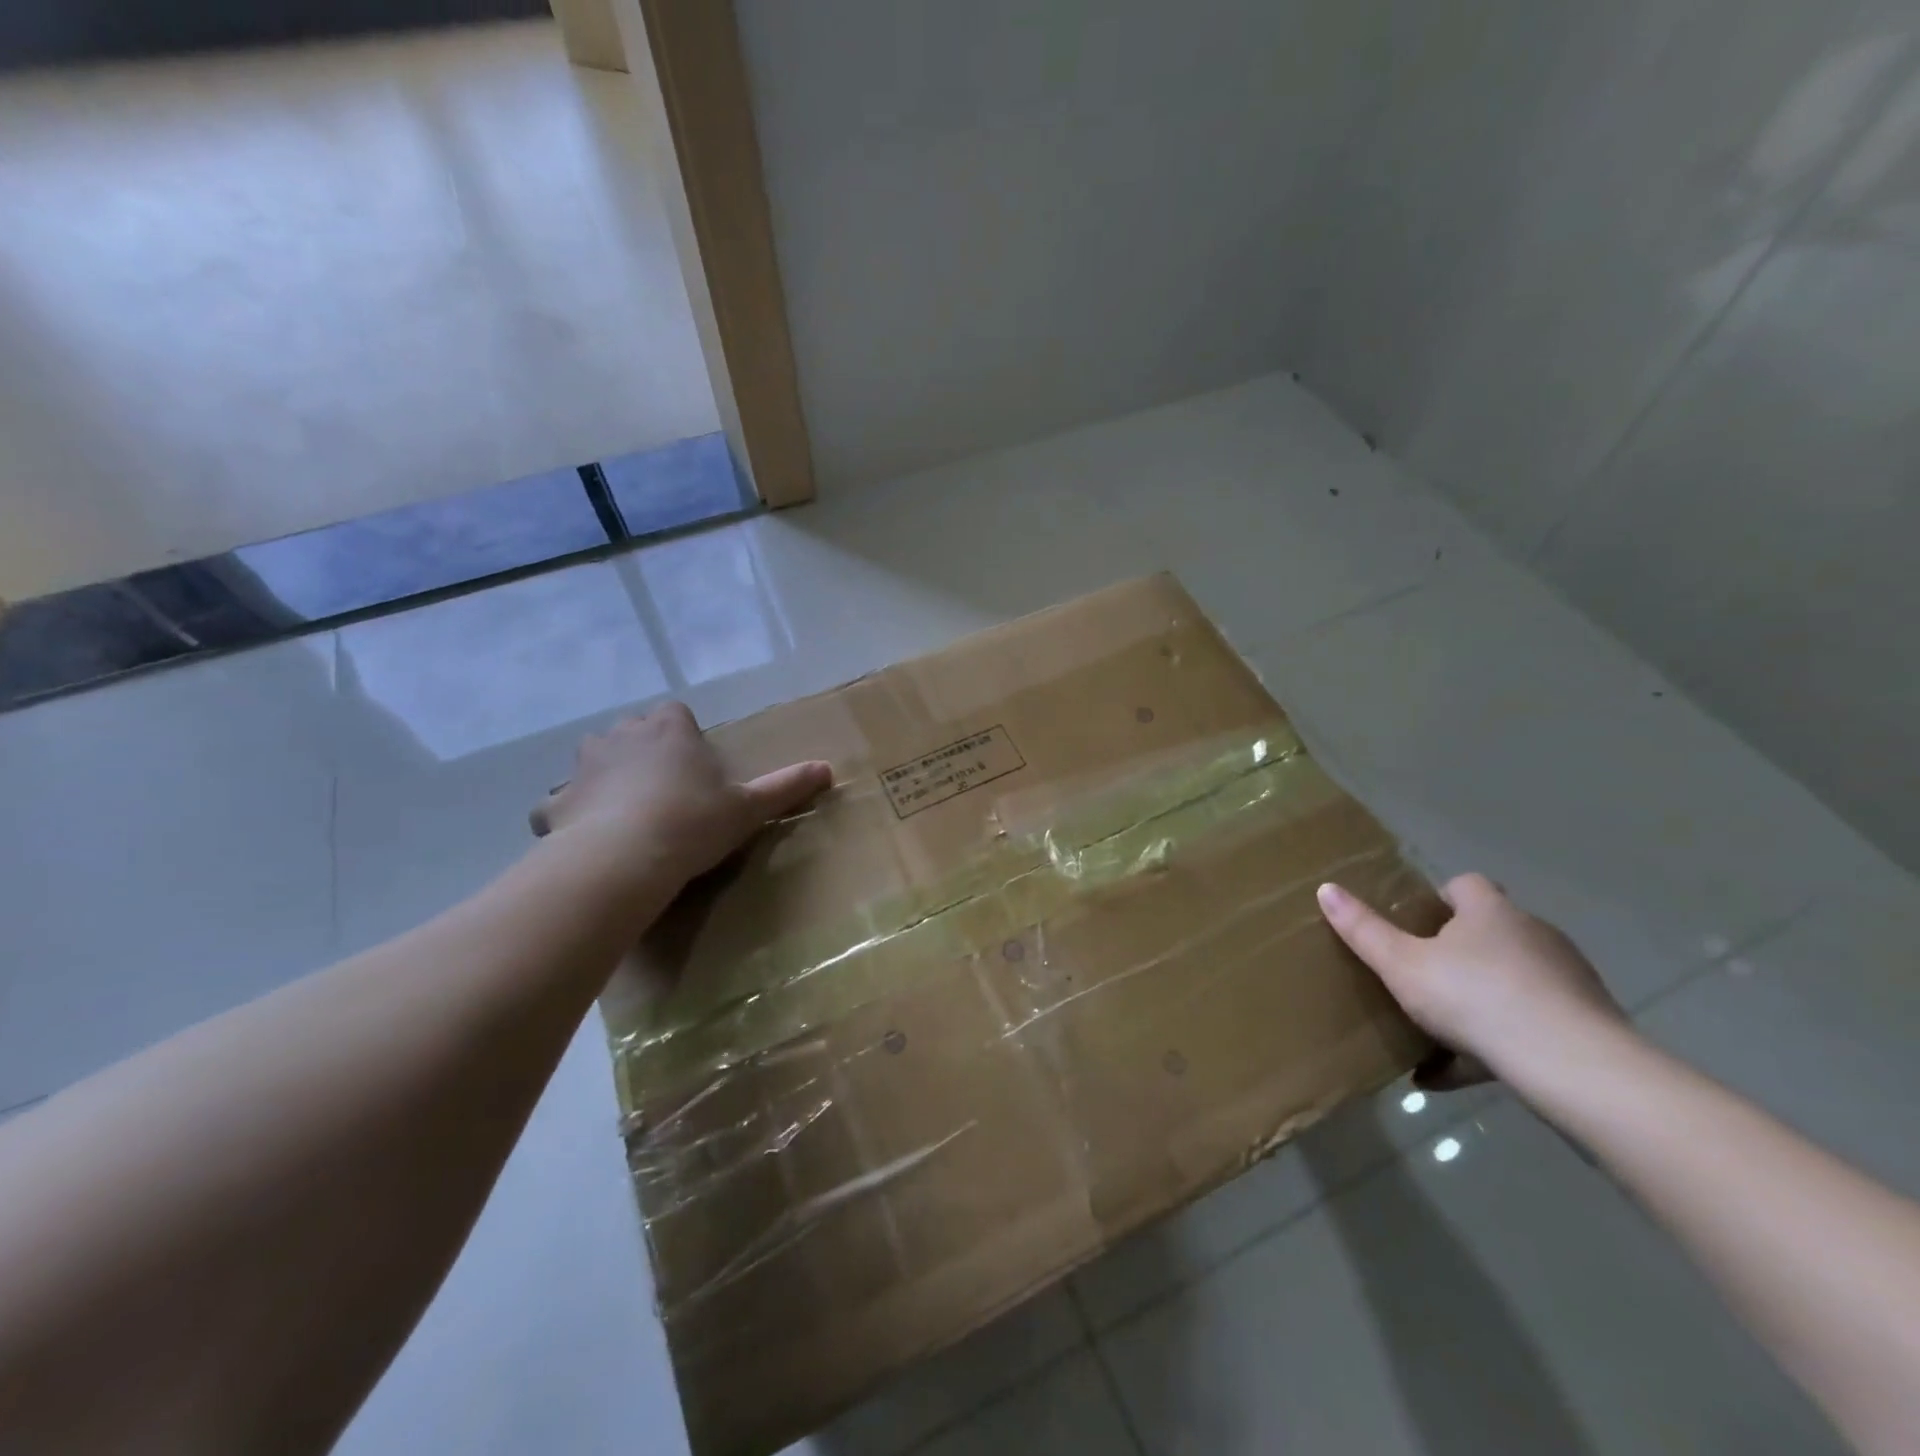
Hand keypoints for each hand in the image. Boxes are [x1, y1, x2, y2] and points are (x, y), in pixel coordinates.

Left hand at [530, 703, 831, 888]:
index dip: (683, 735)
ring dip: (604, 775)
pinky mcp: (555, 803)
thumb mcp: (748, 808)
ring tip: (624, 810)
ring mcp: (583, 768)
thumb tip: (828, 769)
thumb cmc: (693, 823)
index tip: (695, 764)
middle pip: (631, 730)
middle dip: (643, 750)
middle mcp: (622, 737)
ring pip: (591, 759)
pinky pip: (558, 803)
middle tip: (664, 788)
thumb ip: (786, 786)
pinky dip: (569, 815)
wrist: (624, 859)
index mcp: (669, 730)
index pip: (674, 713)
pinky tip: (583, 838)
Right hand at [1317, 873, 1629, 1087]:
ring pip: (1511, 982)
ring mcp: (1565, 981)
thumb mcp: (1402, 965)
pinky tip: (1452, 1076)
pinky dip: (1494, 1045)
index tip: (1414, 926)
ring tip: (1435, 1033)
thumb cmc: (1476, 999)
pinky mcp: (1585, 1025)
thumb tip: (1326, 888)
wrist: (1574, 1068)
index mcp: (1490, 912)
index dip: (1439, 900)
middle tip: (1419, 979)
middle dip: (1457, 953)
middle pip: (1490, 932)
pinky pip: (1529, 1028)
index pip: (1465, 885)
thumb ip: (1363, 930)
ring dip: (1479, 1001)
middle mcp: (1534, 936)